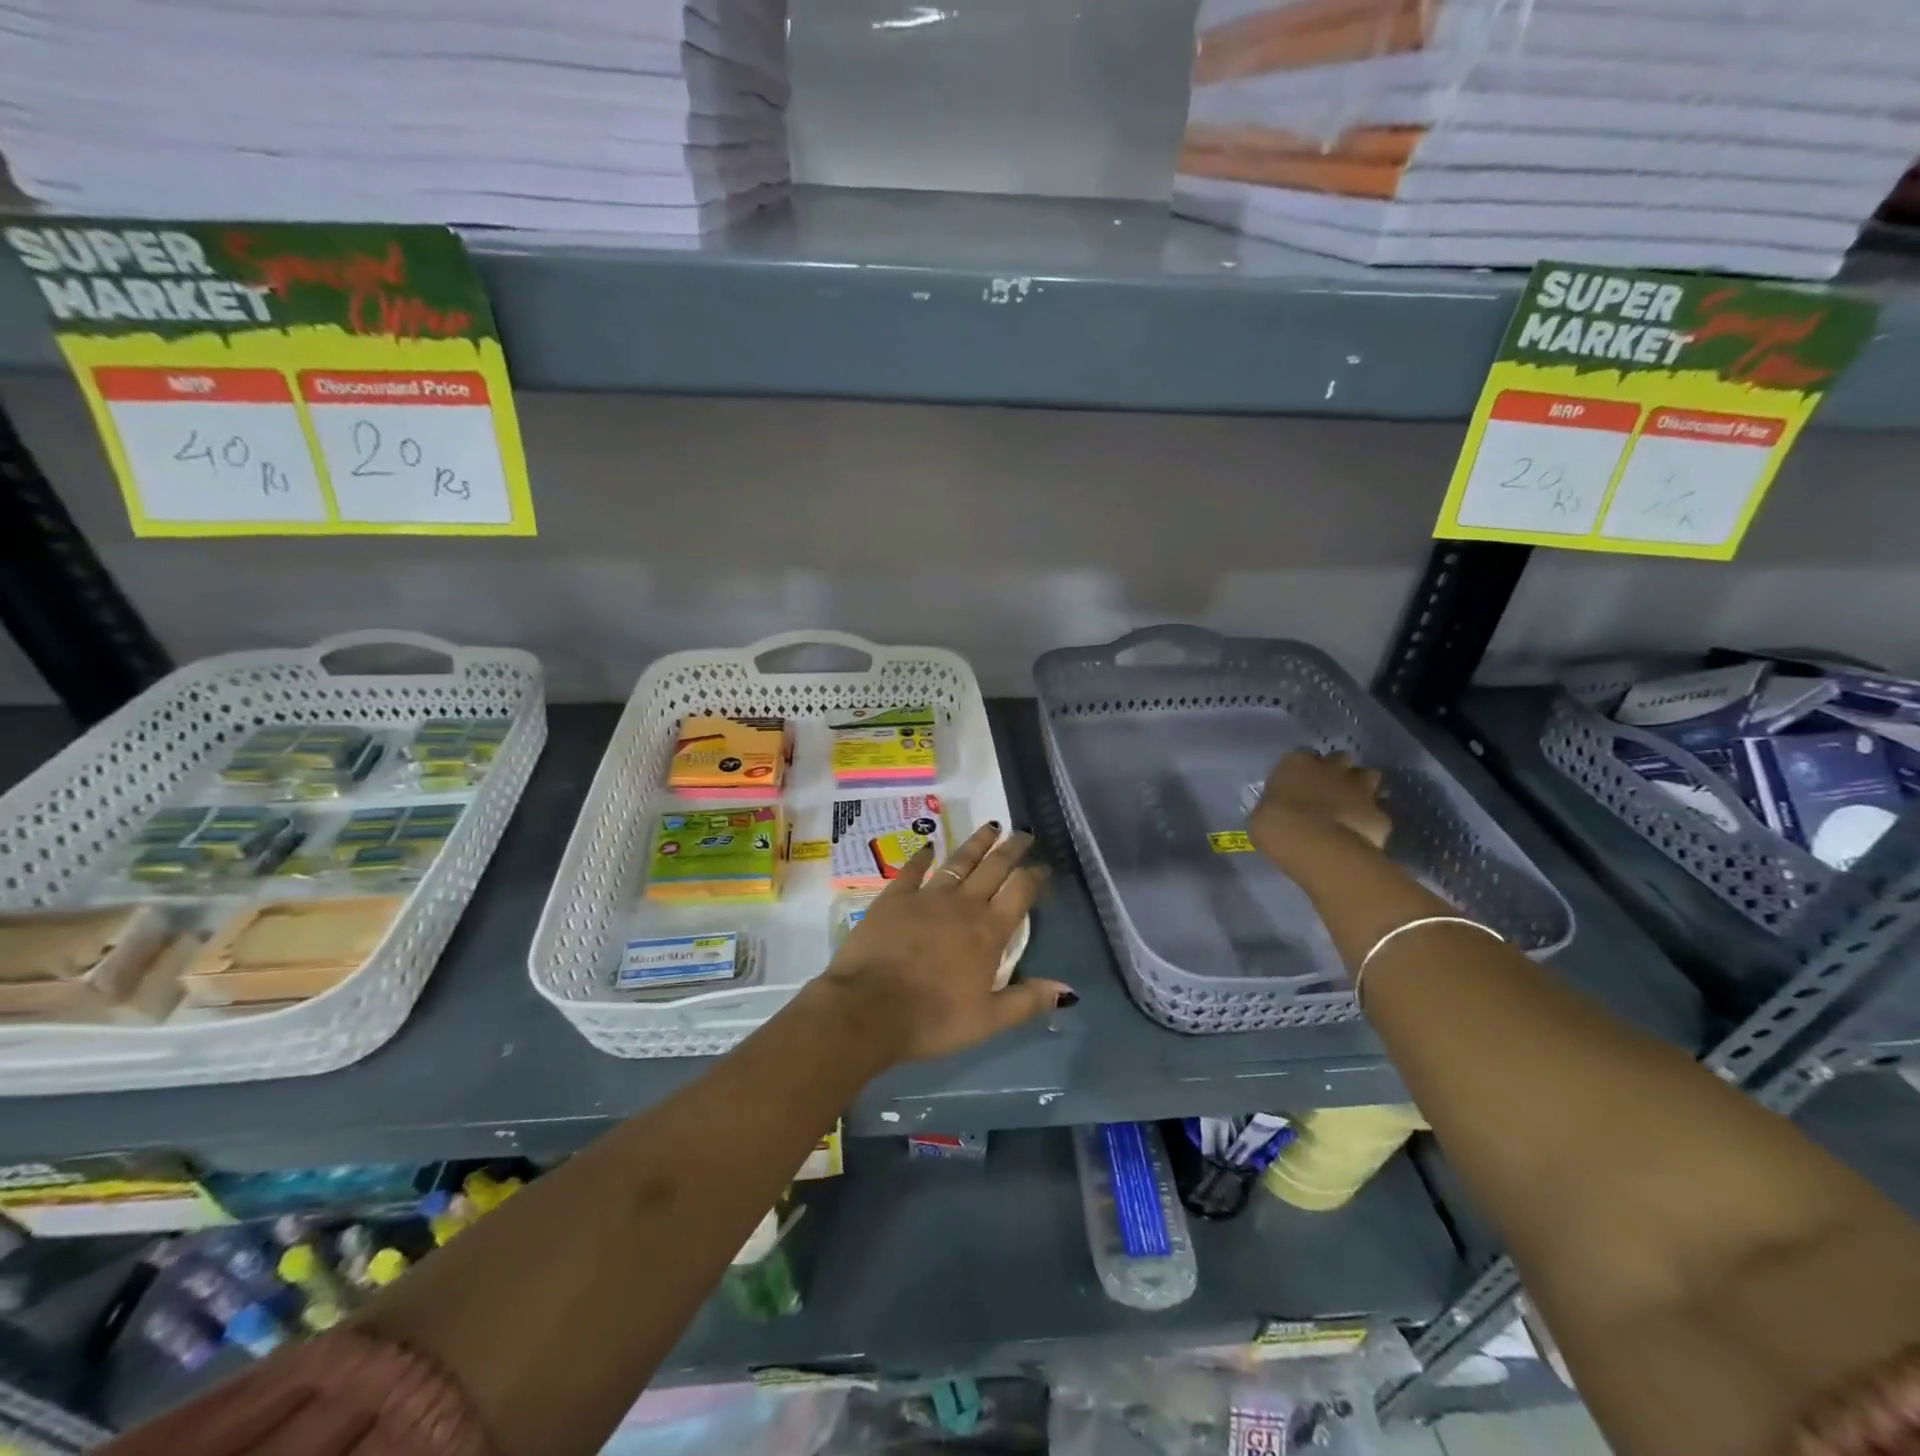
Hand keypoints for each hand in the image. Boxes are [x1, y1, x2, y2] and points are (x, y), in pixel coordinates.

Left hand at [814, 824, 1072, 1063]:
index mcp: (989, 931)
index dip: (1034, 877)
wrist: (867, 1009)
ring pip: (959, 861)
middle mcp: (963, 905)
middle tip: (1023, 833)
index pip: (1019, 892)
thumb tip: (1069, 990)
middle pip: (994, 868)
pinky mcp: (894, 898)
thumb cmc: (932, 1019)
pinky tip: (930, 845)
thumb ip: (1028, 1001)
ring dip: (977, 843)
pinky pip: (913, 870)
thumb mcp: (988, 1021)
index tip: (1042, 866)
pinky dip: (923, 856)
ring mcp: (927, 897)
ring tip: (991, 826)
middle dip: (1011, 849)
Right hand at [1249, 750, 1392, 864]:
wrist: (1316, 845)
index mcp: (1296, 764)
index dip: (1301, 769)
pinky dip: (1369, 822)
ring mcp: (1360, 789)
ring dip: (1362, 786)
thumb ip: (1275, 806)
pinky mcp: (1379, 814)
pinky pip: (1376, 814)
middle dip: (1337, 770)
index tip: (1297, 783)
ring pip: (1369, 776)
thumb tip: (1278, 813)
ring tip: (1351, 805)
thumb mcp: (1262, 814)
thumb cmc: (1275, 825)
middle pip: (1340, 758)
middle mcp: (1331, 768)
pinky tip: (1360, 835)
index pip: (1300, 756)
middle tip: (1328, 789)